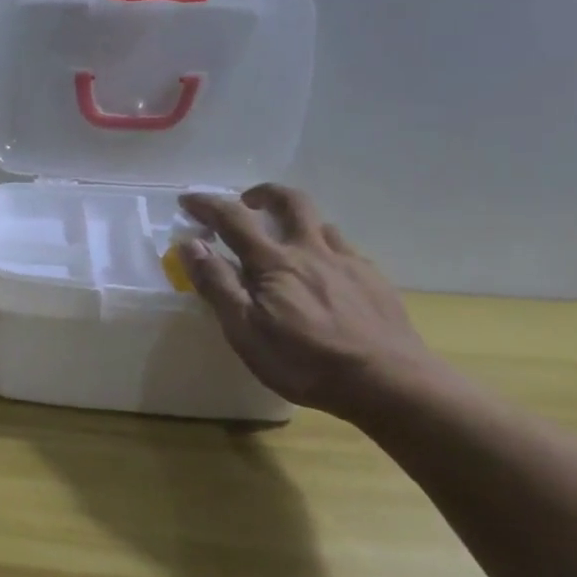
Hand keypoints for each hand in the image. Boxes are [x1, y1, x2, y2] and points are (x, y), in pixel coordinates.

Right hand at [176, 185, 439, 418]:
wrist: (389, 382)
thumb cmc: (304, 361)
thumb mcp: (244, 330)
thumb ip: (217, 284)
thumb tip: (190, 244)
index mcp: (274, 263)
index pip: (233, 220)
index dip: (208, 205)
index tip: (187, 199)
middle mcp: (312, 251)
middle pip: (291, 203)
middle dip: (265, 194)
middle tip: (248, 202)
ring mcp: (349, 263)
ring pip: (322, 225)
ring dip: (298, 222)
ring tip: (287, 242)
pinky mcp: (375, 281)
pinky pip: (346, 251)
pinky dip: (326, 250)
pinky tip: (326, 275)